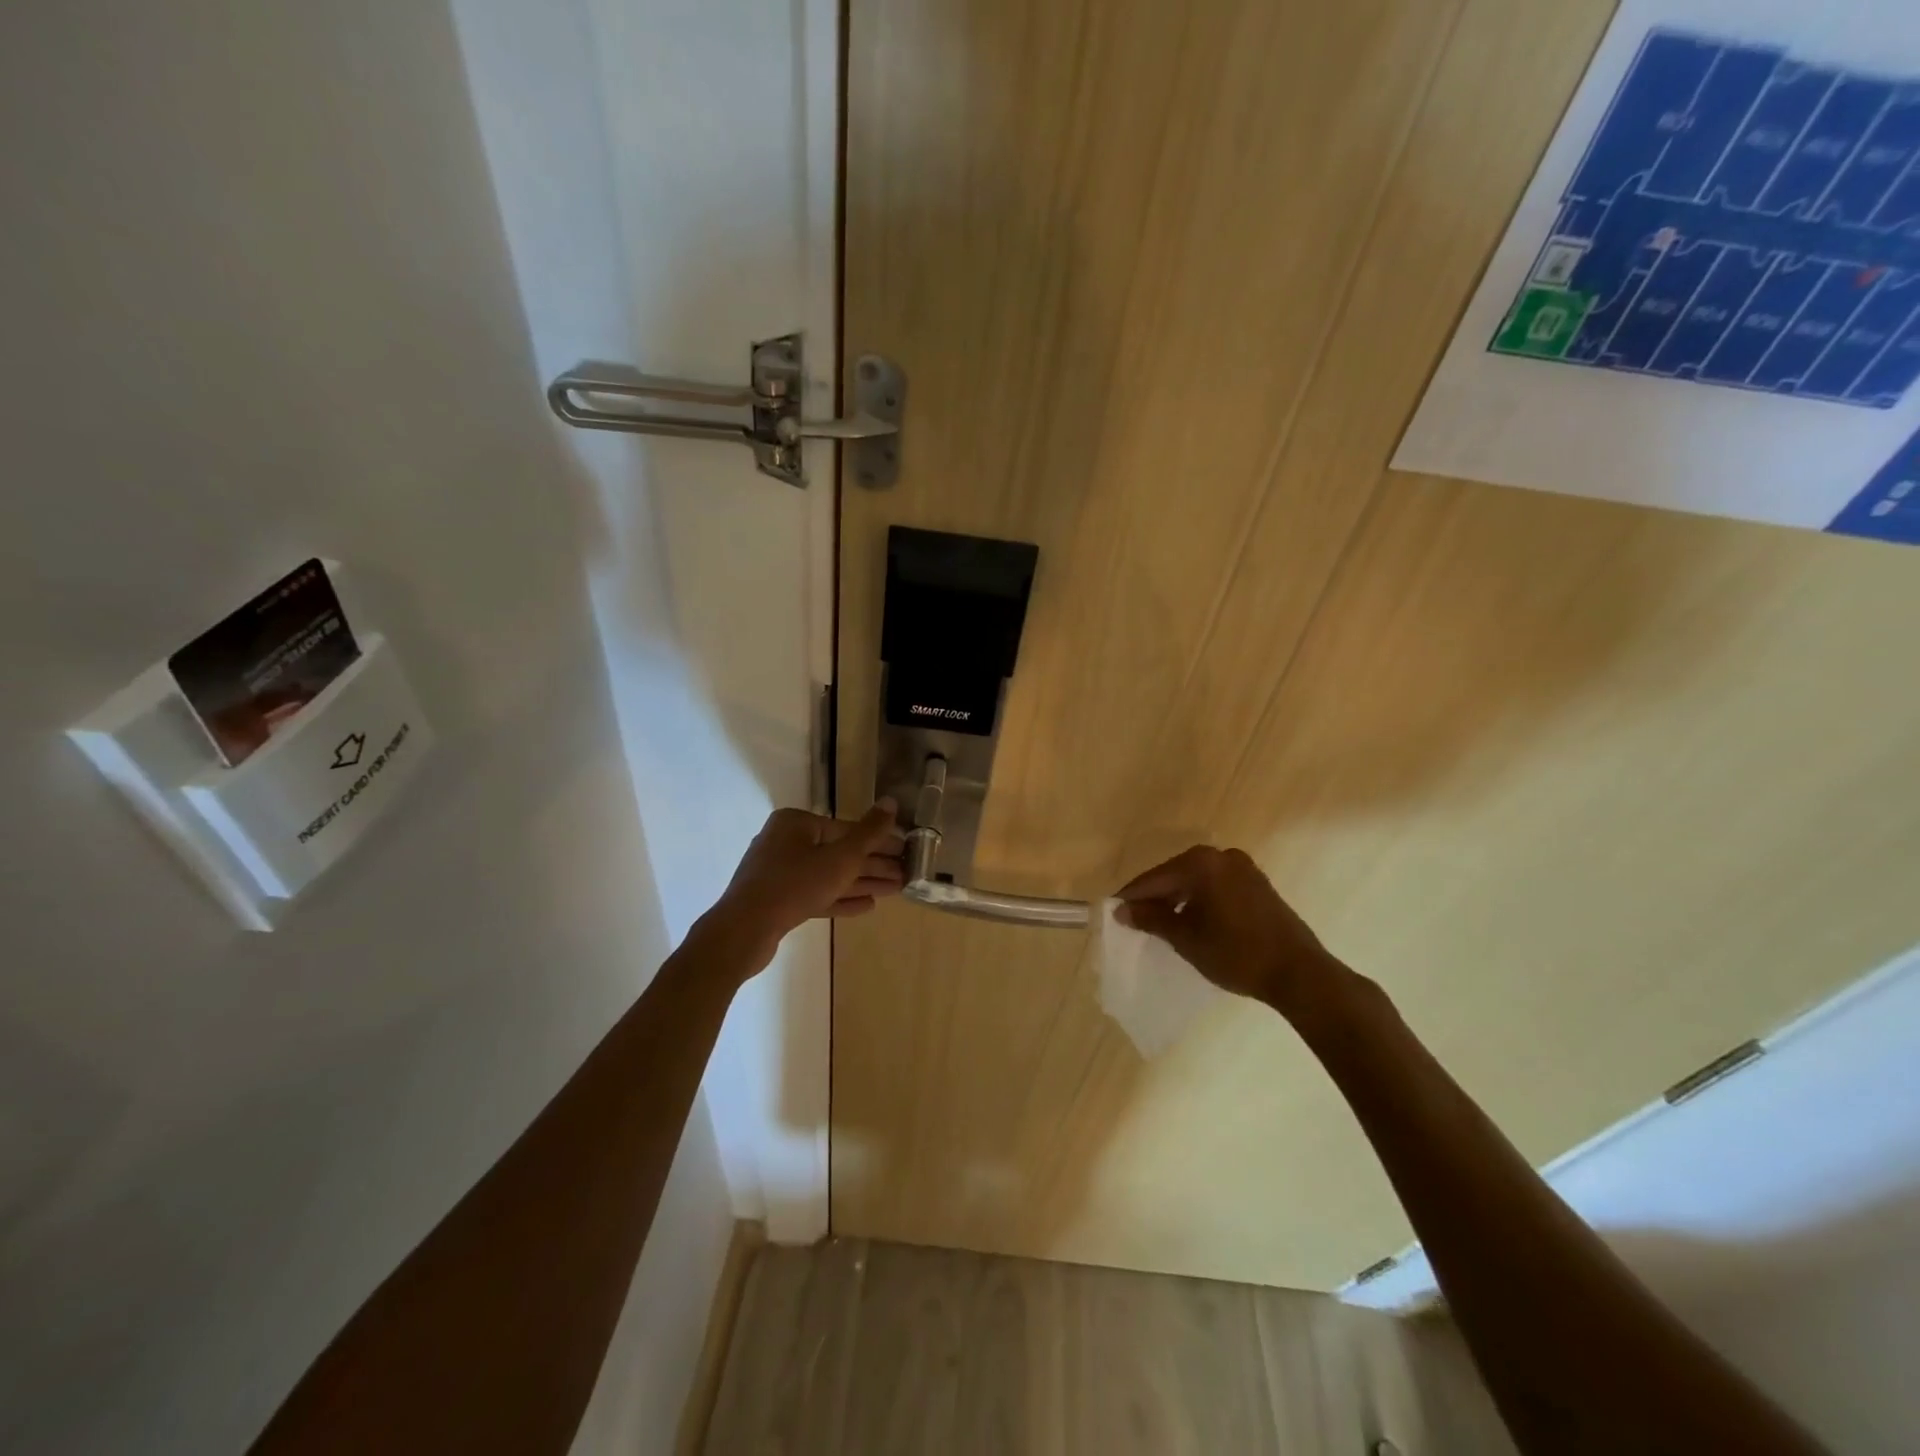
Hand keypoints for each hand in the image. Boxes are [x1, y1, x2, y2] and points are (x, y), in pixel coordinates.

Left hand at [709, 802, 905, 960]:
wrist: (744, 931)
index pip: (847, 828)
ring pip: (829, 875)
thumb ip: (869, 832)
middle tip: (906, 875)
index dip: (880, 841)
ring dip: (862, 883)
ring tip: (895, 890)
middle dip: (873, 865)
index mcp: (796, 823)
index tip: (906, 852)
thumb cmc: (794, 885)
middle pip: (839, 851)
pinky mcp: (778, 900)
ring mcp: (779, 872)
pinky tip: (867, 906)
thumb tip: (892, 801)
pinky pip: (816, 894)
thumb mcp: (840, 858)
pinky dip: (841, 899)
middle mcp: (785, 842)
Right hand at [1115, 846, 1341, 1015]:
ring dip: (1178, 899)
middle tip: (1136, 920)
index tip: (1114, 912)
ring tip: (1162, 924)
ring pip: (1197, 881)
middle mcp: (1222, 856)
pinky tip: (1193, 921)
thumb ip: (1152, 919)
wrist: (1298, 973)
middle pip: (1176, 875)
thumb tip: (1123, 910)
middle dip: (1156, 897)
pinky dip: (1200, 900)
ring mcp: (1244, 868)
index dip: (1133, 896)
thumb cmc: (1235, 953)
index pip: (1155, 878)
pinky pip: (1217, 886)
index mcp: (1201, 863)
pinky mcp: (1258, 884)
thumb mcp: (1186, 938)